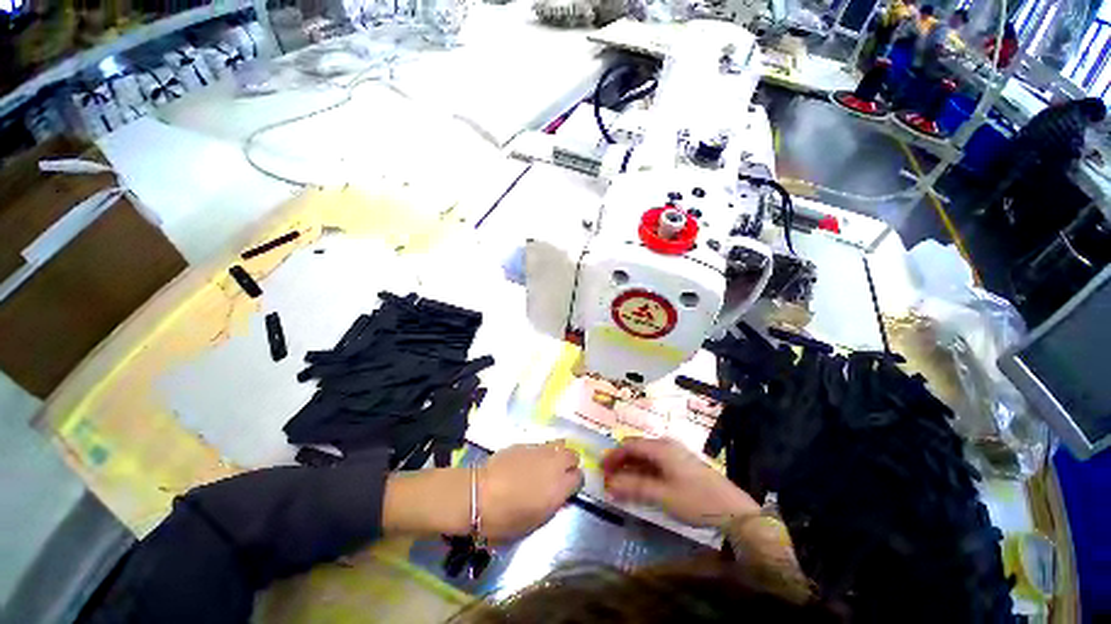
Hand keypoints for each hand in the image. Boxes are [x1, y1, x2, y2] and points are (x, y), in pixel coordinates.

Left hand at [382, 442, 581, 540]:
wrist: (479, 495)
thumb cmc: (505, 518)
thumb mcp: (535, 522)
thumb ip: (553, 505)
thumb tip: (560, 495)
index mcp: (559, 487)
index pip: (579, 477)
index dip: (574, 483)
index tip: (567, 489)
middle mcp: (554, 465)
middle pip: (573, 455)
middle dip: (569, 463)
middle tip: (559, 474)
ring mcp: (539, 451)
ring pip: (559, 445)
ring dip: (557, 454)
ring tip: (547, 464)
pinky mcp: (525, 444)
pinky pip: (541, 445)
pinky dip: (541, 452)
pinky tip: (529, 461)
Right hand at [601, 437, 758, 526]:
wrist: (734, 511)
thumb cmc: (697, 500)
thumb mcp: (662, 495)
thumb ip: (634, 487)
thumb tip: (609, 485)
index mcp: (660, 447)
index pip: (629, 445)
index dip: (613, 456)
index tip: (601, 469)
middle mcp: (666, 446)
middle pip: (636, 449)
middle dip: (621, 463)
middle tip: (609, 479)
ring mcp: (675, 455)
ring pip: (646, 458)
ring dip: (631, 470)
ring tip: (621, 486)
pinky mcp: (682, 466)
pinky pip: (656, 465)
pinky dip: (644, 474)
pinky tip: (640, 487)